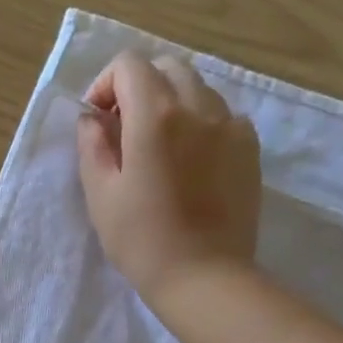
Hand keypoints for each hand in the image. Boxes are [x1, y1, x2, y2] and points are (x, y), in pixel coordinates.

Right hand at [77, 50, 262, 308]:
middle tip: (124, 130)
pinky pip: (221, 116)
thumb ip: (92, 146)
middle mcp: (197, 107)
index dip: (106, 85)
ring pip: (197, 88)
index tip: (97, 121)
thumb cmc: (142, 241)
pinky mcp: (249, 148)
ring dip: (170, 104)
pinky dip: (200, 124)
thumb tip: (92, 118)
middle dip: (139, 88)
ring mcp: (230, 125)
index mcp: (155, 116)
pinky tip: (190, 162)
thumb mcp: (101, 195)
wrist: (204, 277)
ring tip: (158, 148)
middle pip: (166, 68)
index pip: (129, 65)